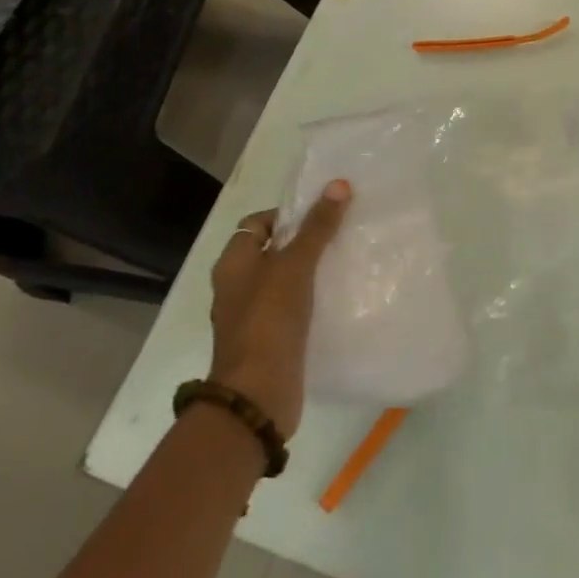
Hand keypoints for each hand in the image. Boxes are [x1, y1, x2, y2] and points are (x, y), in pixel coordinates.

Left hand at [208, 179, 350, 437]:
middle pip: (272, 251)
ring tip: (345, 259)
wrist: (258, 393)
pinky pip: (293, 308)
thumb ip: (317, 226)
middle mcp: (238, 286)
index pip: (256, 224)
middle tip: (341, 232)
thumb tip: (338, 184)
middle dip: (304, 241)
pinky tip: (338, 296)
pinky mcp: (271, 339)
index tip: (320, 214)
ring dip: (310, 271)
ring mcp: (253, 315)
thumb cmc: (269, 319)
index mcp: (233, 264)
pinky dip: (312, 299)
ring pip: (284, 280)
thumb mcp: (295, 265)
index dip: (285, 215)